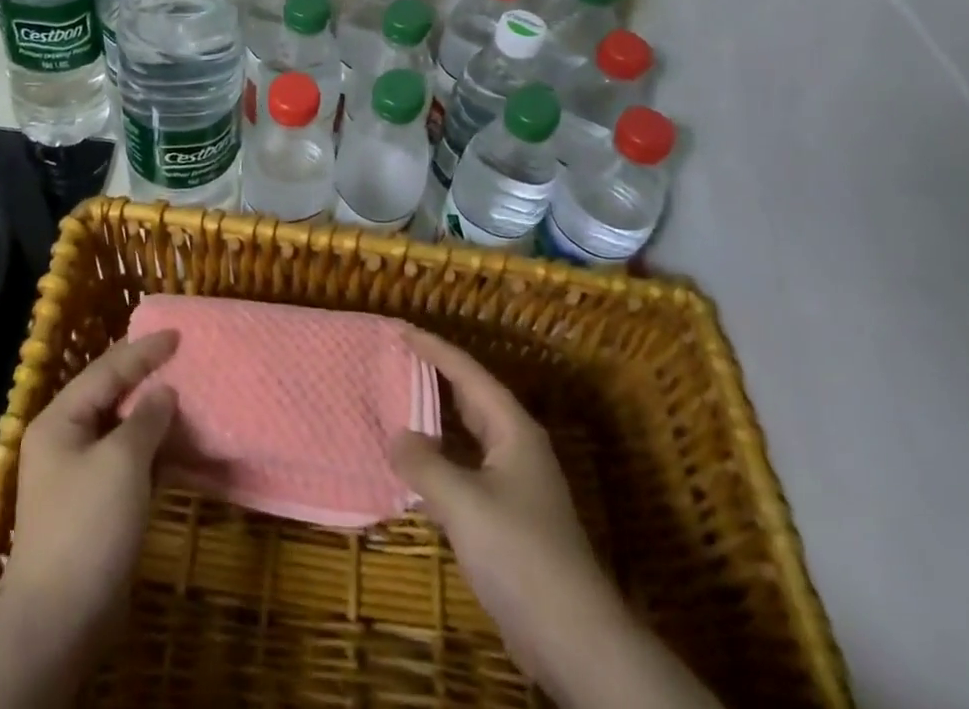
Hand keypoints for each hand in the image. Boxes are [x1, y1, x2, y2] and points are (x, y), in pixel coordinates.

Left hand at [0, 331, 178, 708]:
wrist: (59, 619)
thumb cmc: (88, 525)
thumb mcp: (122, 460)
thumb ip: (146, 417)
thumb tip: (164, 393)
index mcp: (60, 420)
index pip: (106, 370)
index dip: (143, 351)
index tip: (178, 334)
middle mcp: (63, 440)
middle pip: (109, 394)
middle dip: (145, 375)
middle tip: (180, 355)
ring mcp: (76, 474)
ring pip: (119, 427)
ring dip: (150, 412)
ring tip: (184, 391)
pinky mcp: (93, 504)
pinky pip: (125, 459)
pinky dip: (150, 446)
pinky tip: (176, 442)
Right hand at [390, 328, 719, 708]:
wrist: (573, 638)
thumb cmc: (520, 554)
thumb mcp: (464, 503)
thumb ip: (424, 464)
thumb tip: (397, 437)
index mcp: (512, 429)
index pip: (467, 373)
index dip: (434, 349)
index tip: (401, 329)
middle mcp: (516, 447)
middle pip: (470, 398)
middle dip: (434, 376)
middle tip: (395, 359)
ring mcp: (514, 484)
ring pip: (468, 436)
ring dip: (434, 420)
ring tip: (396, 404)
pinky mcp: (508, 518)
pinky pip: (466, 470)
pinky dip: (439, 461)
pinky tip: (415, 471)